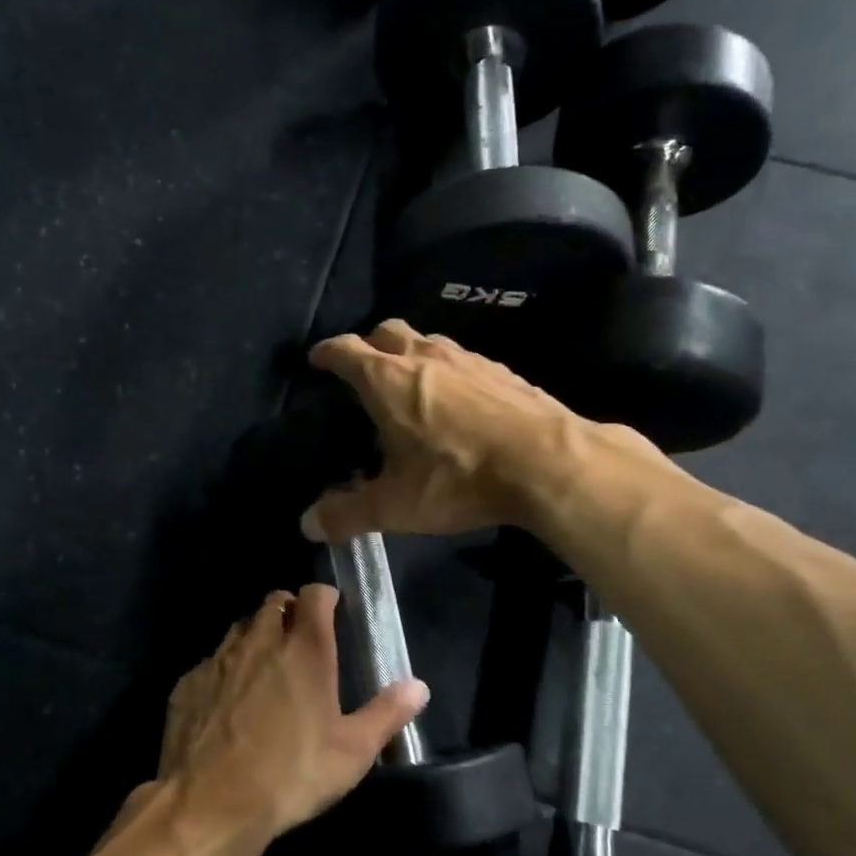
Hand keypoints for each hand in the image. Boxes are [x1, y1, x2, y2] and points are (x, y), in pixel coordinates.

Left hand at [155, 585, 428, 852]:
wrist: (208, 805)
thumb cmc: (290, 775)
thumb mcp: (352, 752)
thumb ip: (386, 713)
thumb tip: (419, 687)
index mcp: (305, 649)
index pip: (314, 595)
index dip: (324, 597)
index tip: (332, 611)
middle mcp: (261, 640)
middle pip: (275, 602)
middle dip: (290, 611)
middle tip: (301, 640)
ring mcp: (220, 658)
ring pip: (241, 627)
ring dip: (257, 635)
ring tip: (267, 666)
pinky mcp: (189, 682)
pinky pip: (212, 660)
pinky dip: (226, 668)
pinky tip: (229, 700)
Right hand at [300, 320, 592, 543]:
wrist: (547, 462)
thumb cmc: (458, 478)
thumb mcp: (396, 506)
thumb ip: (348, 514)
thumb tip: (309, 524)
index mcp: (388, 380)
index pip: (346, 350)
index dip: (328, 352)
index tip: (317, 358)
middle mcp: (425, 357)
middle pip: (388, 331)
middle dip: (369, 344)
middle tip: (363, 368)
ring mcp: (468, 359)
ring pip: (429, 341)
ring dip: (411, 354)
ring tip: (410, 384)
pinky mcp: (502, 371)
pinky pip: (464, 360)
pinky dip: (449, 370)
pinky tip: (459, 400)